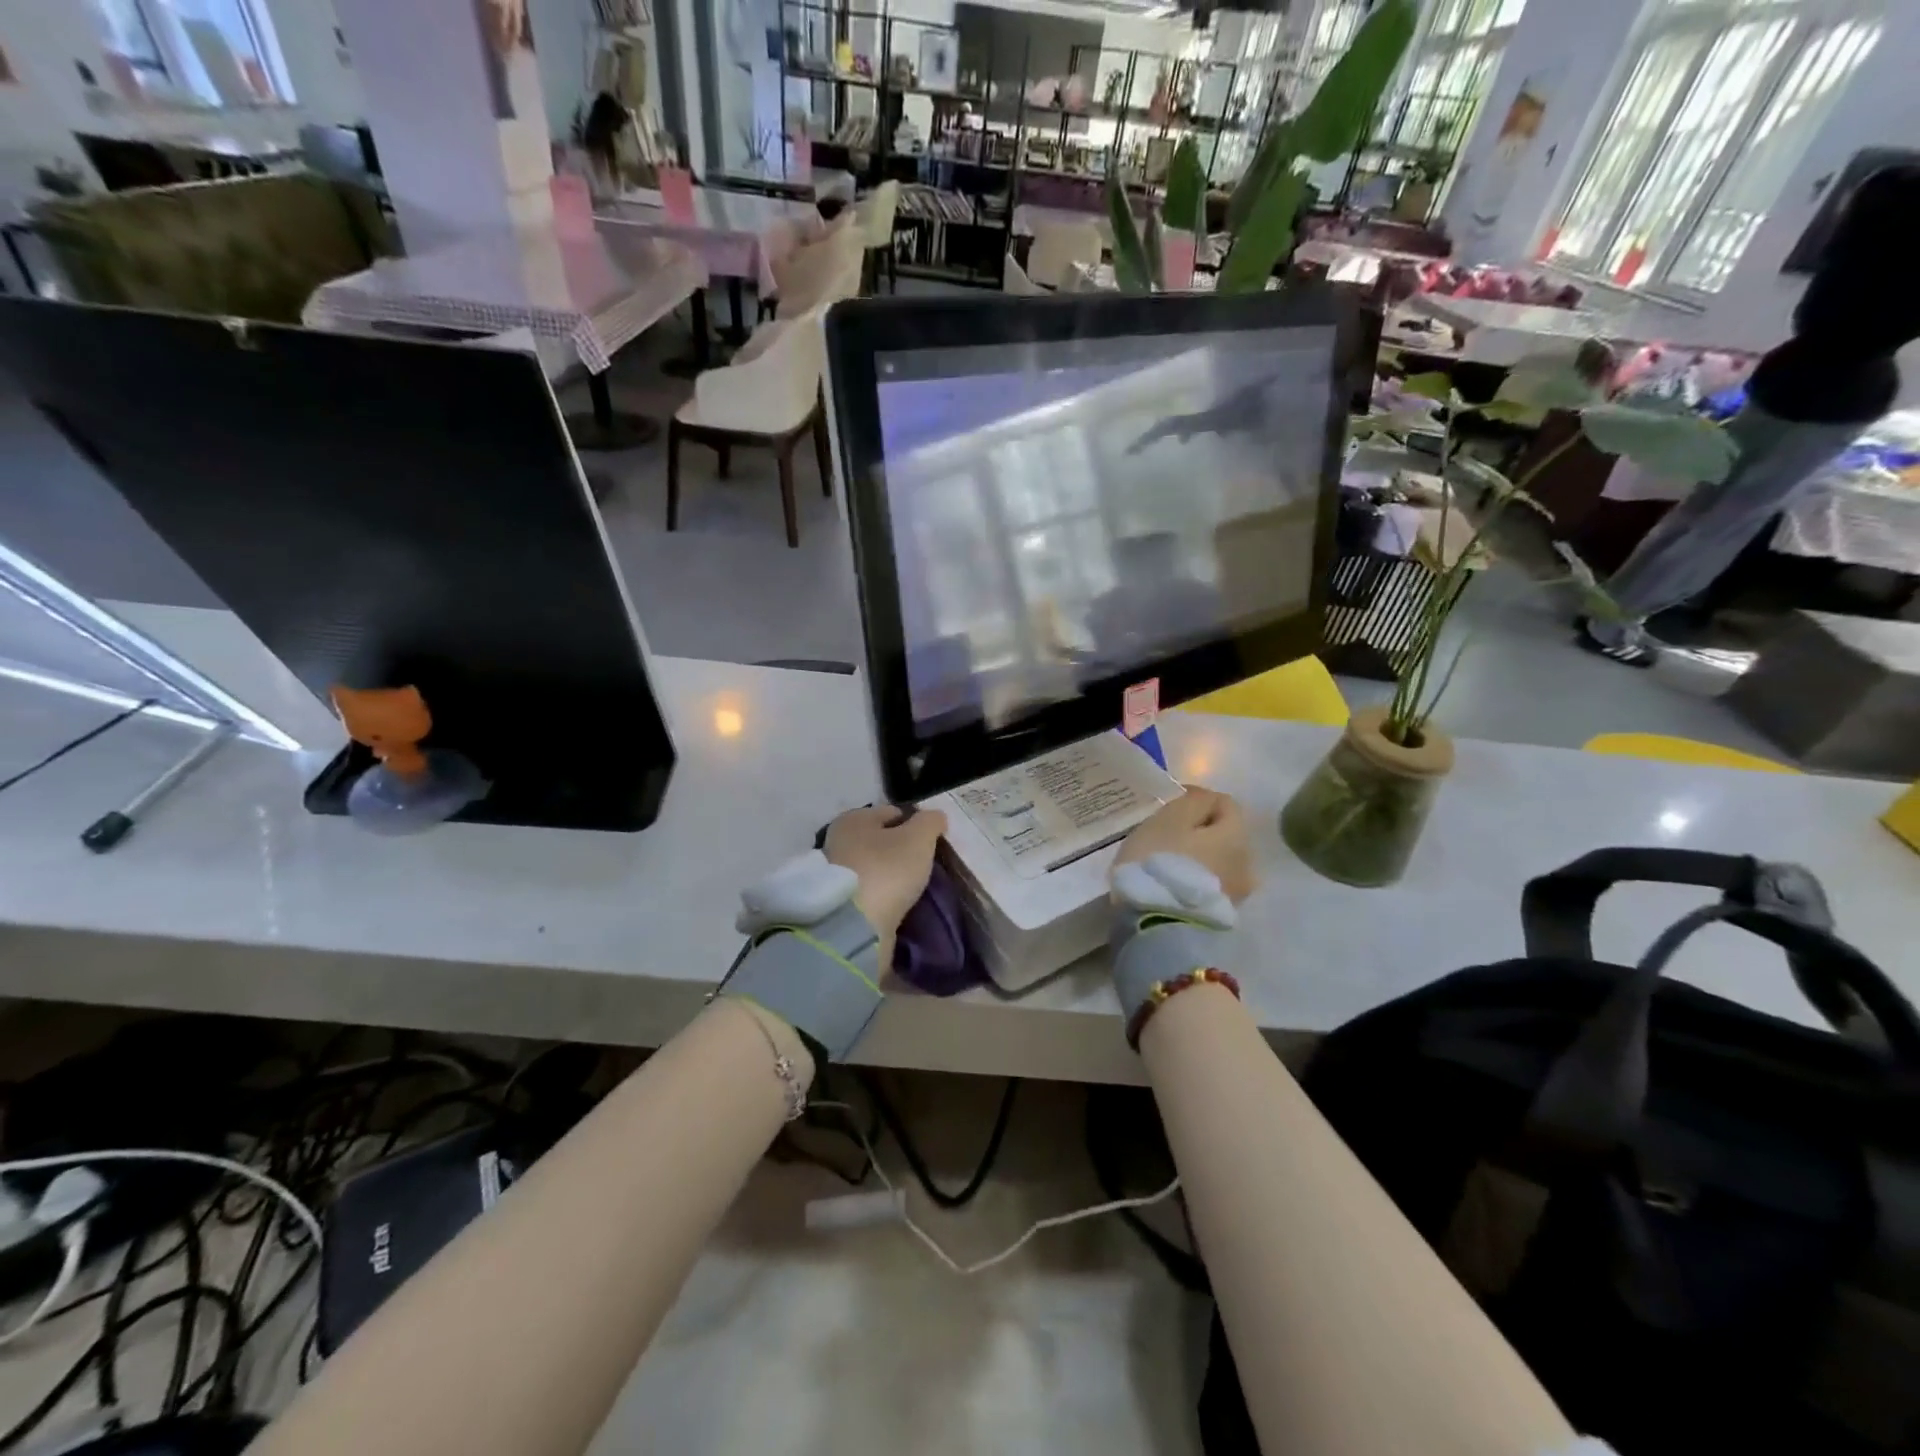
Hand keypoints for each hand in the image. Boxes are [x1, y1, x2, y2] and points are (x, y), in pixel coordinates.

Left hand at [824, 805, 948, 966]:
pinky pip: (870, 893)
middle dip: (901, 850)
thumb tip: (936, 817)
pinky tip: (899, 903)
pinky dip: (884, 896)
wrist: (854, 926)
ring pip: (875, 868)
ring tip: (915, 887)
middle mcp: (838, 842)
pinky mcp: (838, 904)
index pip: (892, 813)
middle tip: (925, 865)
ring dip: (892, 875)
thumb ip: (930, 822)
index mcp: (853, 819)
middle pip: (880, 841)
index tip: (932, 842)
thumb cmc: (886, 869)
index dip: (915, 824)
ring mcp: (835, 875)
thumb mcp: (918, 838)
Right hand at [1115, 786, 1255, 903]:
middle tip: (1167, 835)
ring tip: (1168, 862)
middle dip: (1200, 831)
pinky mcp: (1222, 916)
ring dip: (1199, 858)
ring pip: (1219, 862)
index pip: (1225, 803)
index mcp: (1237, 834)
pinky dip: (1195, 879)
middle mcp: (1248, 862)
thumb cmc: (1161, 861)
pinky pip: (1209, 885)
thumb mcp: (1170, 818)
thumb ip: (1192, 801)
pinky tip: (1172, 884)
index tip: (1168, 806)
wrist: (1158, 925)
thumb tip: (1203, 797)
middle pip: (1224, 834)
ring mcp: (1237, 893)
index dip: (1196, 799)